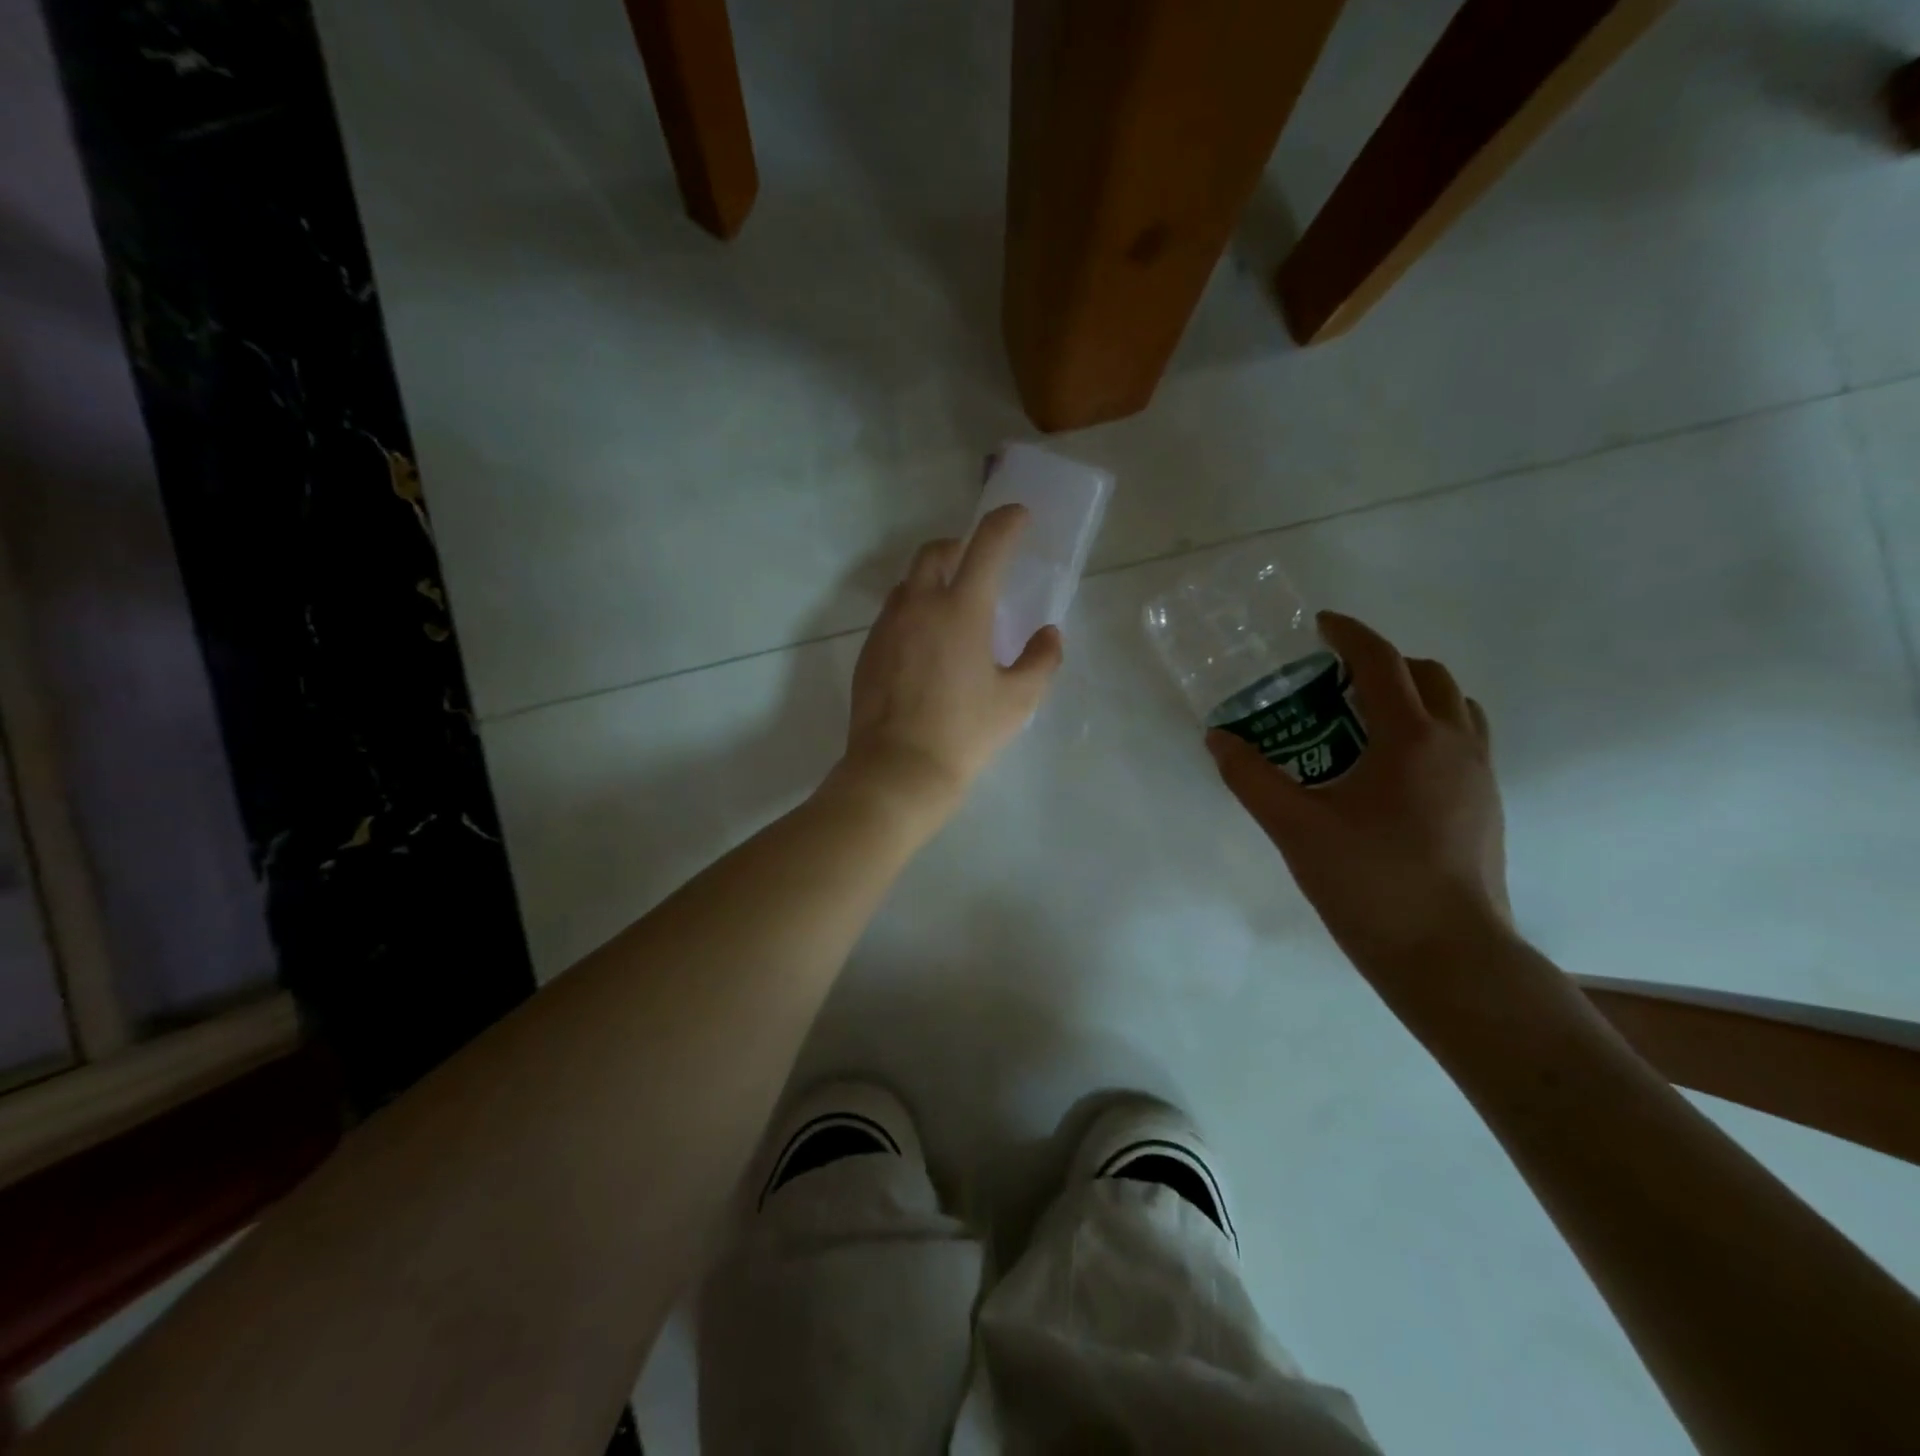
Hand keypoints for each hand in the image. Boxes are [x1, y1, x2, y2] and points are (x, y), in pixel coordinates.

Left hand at [841, 505, 1063, 816]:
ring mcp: (888, 627)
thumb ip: (1041, 660)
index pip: (986, 547)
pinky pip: (892, 614)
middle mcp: (919, 606)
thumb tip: (1049, 635)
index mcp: (962, 610)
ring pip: (909, 583)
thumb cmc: (965, 733)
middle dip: (959, 547)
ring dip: (932, 580)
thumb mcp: (1018, 701)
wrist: (898, 769)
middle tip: (977, 563)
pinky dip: (912, 611)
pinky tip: (925, 644)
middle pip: (935, 552)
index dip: (1005, 523)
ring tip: (951, 607)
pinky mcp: (869, 651)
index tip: (1017, 516)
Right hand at [1207, 612, 1511, 976]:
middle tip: (1338, 679)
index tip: (1321, 626)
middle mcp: (1456, 745)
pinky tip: (1390, 770)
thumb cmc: (1369, 883)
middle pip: (1429, 677)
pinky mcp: (1487, 807)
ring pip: (1456, 708)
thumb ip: (1250, 777)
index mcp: (1411, 739)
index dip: (1350, 635)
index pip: (1382, 663)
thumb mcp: (1294, 827)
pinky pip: (1463, 742)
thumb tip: (1217, 739)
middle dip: (1384, 663)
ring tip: (1367, 718)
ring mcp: (1480, 777)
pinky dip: (1429, 729)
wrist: (1448, 956)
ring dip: (1414, 695)